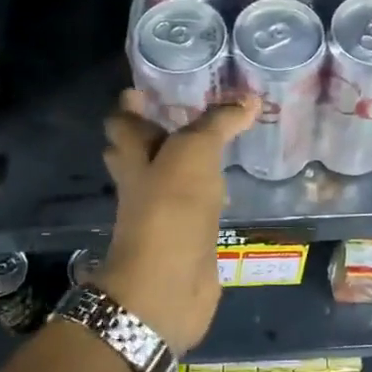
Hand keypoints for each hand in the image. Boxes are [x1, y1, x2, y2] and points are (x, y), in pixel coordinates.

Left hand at [95, 89, 259, 355]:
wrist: (167, 286)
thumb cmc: (170, 209)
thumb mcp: (194, 152)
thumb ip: (218, 124)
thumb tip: (249, 99)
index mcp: (134, 155)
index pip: (123, 121)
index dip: (130, 103)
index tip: (148, 85)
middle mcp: (143, 181)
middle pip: (139, 150)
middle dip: (154, 130)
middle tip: (185, 109)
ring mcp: (163, 213)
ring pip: (170, 178)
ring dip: (185, 161)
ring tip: (216, 140)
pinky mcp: (186, 237)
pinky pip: (195, 206)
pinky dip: (208, 193)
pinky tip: (230, 184)